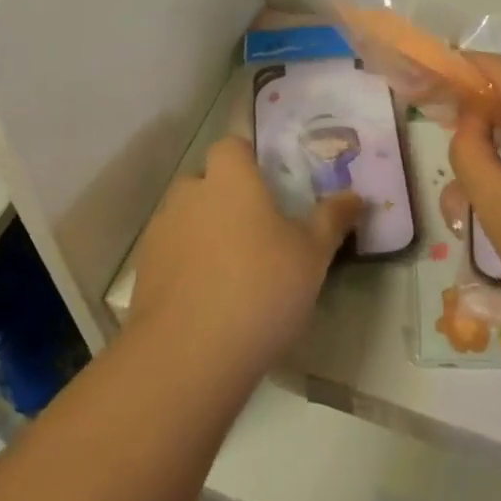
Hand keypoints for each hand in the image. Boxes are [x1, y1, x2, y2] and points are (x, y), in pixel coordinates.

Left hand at [128, 136, 361, 381]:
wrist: (188, 355)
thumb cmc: (260, 288)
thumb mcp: (312, 255)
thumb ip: (332, 219)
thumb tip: (356, 196)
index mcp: (230, 178)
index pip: (232, 146)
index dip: (248, 161)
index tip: (269, 186)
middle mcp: (190, 193)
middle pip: (207, 181)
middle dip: (227, 198)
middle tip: (256, 231)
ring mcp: (161, 230)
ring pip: (186, 217)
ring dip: (204, 231)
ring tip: (232, 270)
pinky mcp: (143, 270)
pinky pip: (171, 252)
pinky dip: (185, 264)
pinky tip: (207, 298)